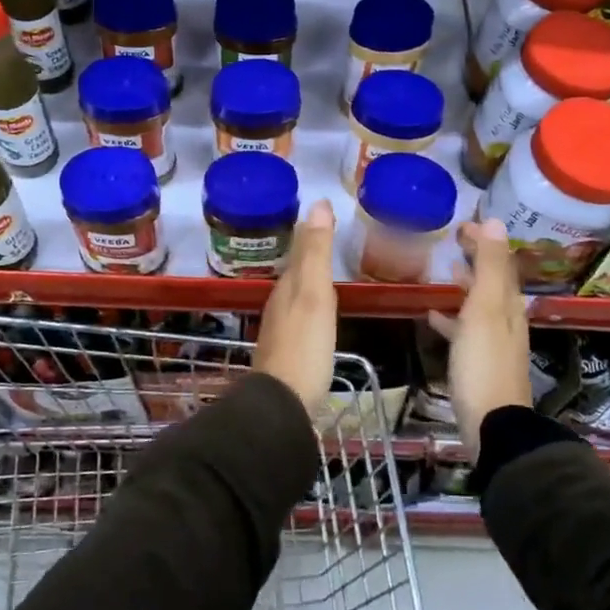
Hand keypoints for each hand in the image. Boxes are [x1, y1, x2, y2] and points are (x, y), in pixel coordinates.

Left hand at [252, 202, 338, 415]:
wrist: (282, 404)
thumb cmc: (304, 346)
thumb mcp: (314, 294)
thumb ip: (316, 252)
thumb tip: (318, 204)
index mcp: (286, 288)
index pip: (300, 253)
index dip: (312, 235)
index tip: (327, 217)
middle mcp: (279, 305)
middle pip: (296, 274)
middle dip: (310, 257)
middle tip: (330, 241)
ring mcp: (281, 332)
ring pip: (296, 297)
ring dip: (309, 284)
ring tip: (327, 277)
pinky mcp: (287, 355)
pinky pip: (300, 320)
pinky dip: (310, 310)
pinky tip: (319, 320)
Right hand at [427, 220, 532, 457]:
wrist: (492, 424)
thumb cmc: (483, 362)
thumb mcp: (484, 308)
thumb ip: (488, 266)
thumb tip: (496, 221)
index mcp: (508, 304)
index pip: (500, 263)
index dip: (484, 241)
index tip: (462, 224)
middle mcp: (506, 320)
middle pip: (492, 282)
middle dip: (476, 260)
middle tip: (452, 242)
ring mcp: (494, 342)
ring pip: (479, 304)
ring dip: (464, 286)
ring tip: (443, 274)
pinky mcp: (480, 362)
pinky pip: (466, 329)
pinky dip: (452, 317)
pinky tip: (433, 316)